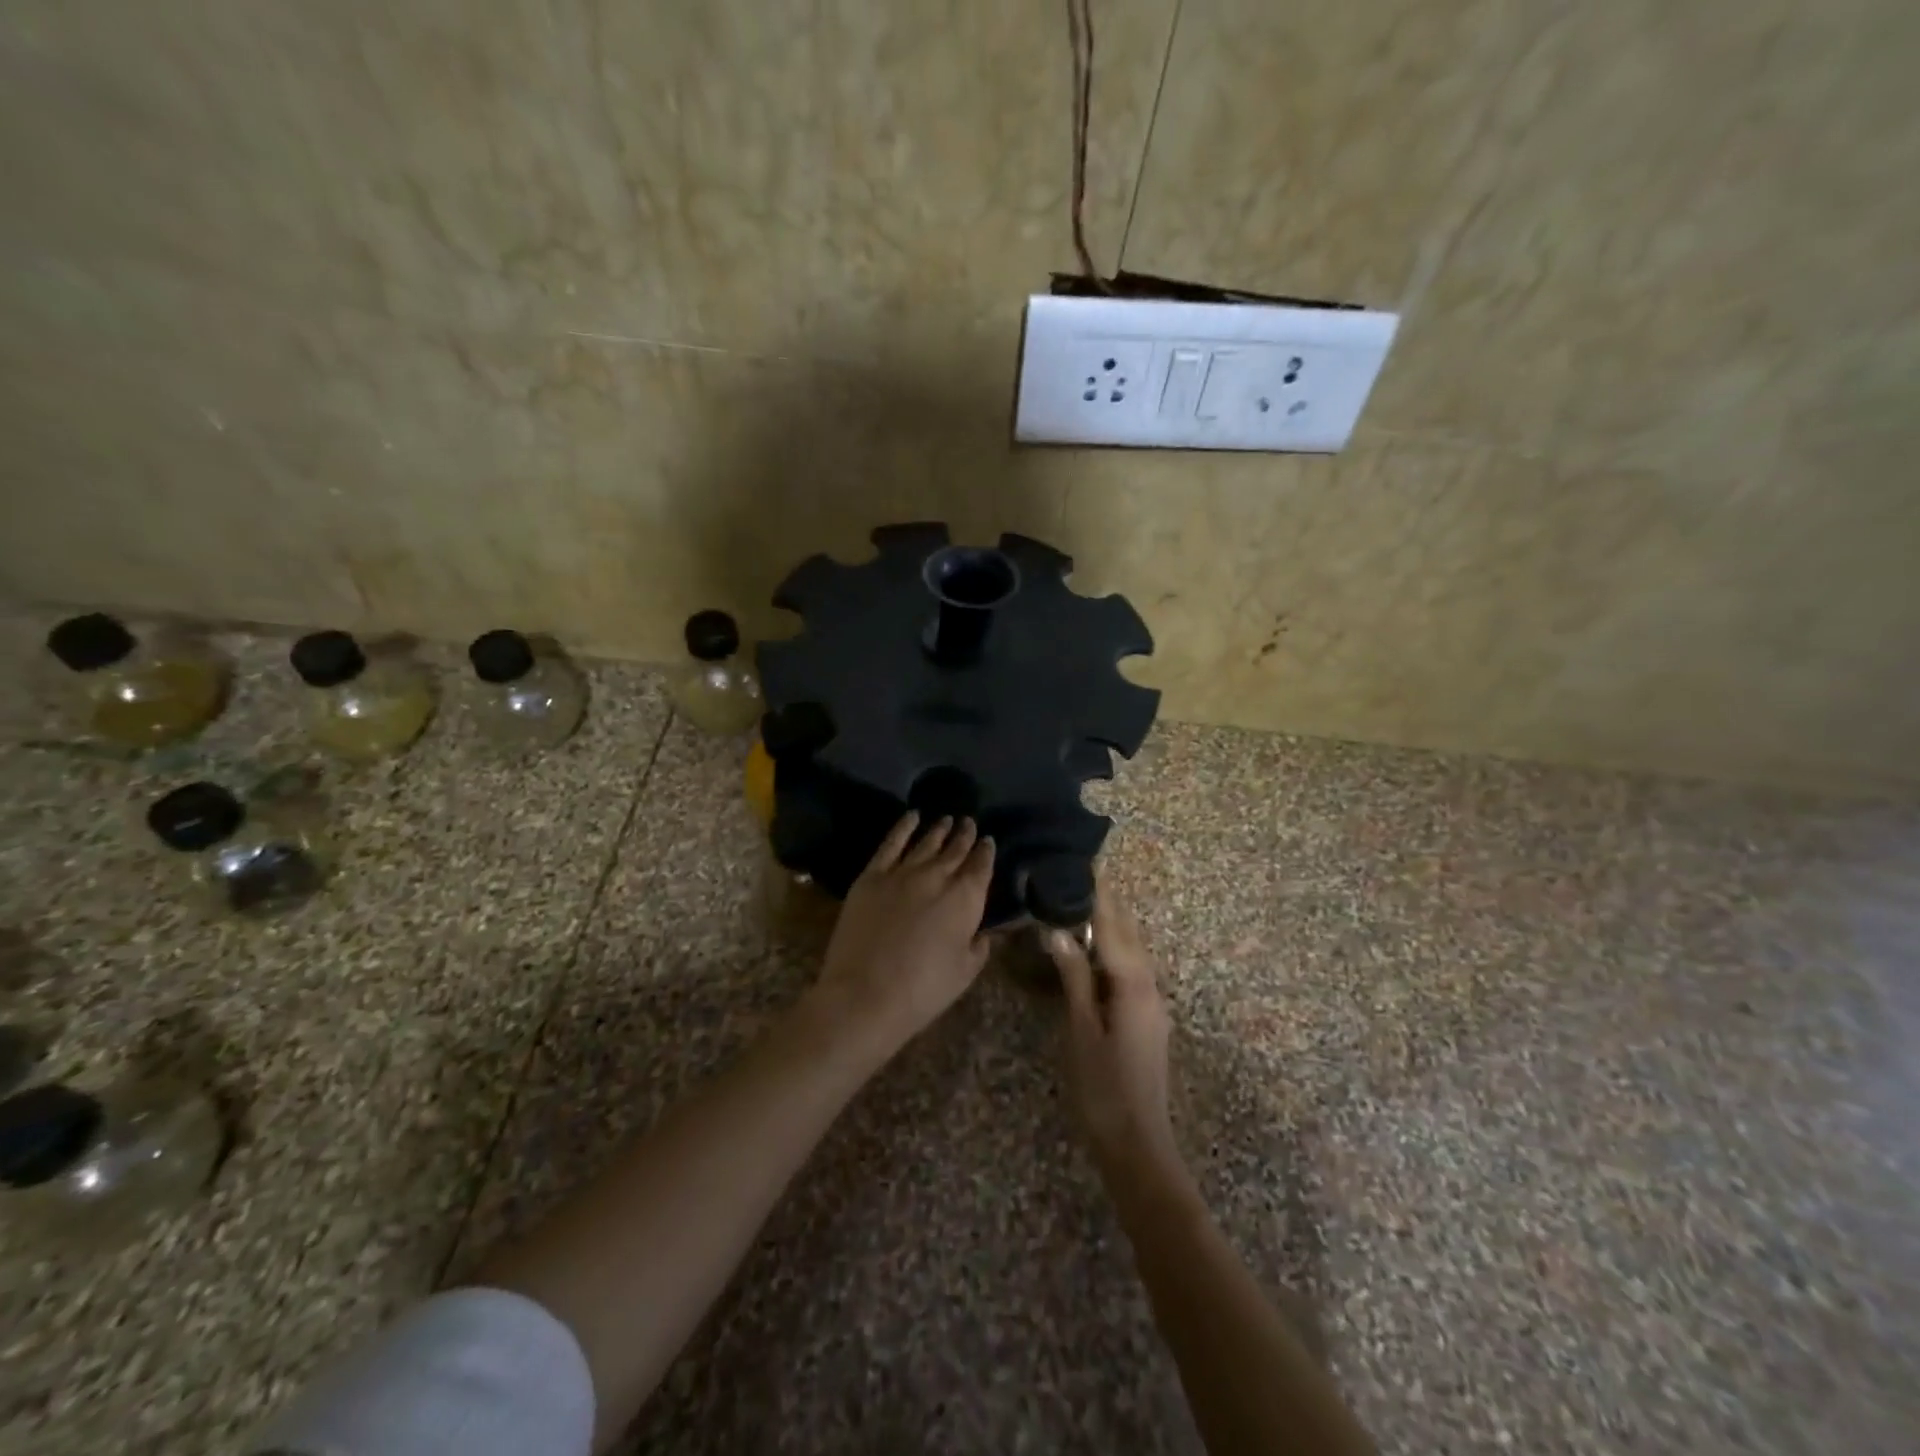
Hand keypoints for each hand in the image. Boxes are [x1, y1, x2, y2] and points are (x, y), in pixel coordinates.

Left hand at [813, 813, 994, 1055]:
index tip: (988, 840)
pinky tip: (911, 816)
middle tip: (969, 822)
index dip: (986, 852)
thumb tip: (983, 931)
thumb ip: (979, 945)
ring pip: (926, 842)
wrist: (866, 993)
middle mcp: (937, 876)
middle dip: (964, 835)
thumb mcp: (965, 971)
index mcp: (965, 899)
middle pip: (955, 849)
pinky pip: (891, 843)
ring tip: (946, 818)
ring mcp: (902, 872)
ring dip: (938, 829)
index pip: (981, 867)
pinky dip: (903, 827)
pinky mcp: (872, 875)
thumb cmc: (924, 990)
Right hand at [1046, 881, 1180, 1175]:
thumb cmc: (1103, 1087)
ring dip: (1115, 926)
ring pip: (1135, 953)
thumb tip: (1059, 931)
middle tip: (1086, 875)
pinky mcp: (1148, 1021)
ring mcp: (1153, 1006)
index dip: (1101, 896)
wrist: (1138, 1146)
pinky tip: (1100, 951)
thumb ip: (1074, 978)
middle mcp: (1151, 988)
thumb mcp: (1081, 1030)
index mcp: (1134, 986)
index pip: (1115, 928)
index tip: (1091, 863)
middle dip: (1111, 904)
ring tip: (1090, 903)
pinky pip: (1133, 971)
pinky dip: (1116, 950)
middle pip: (1131, 935)